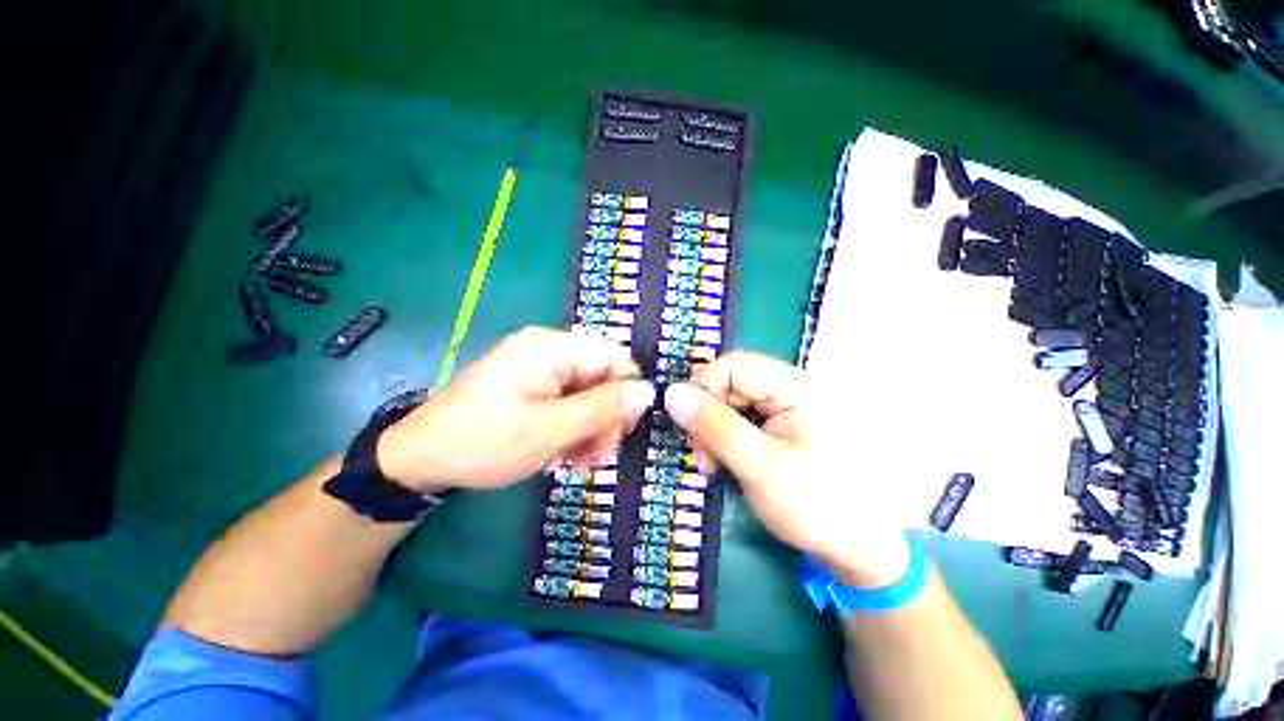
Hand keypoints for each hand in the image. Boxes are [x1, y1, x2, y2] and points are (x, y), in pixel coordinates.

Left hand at [376, 327, 655, 491]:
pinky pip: (568, 403)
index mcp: (552, 347)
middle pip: (601, 378)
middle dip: (605, 418)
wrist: (422, 458)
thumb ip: (603, 408)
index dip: (625, 393)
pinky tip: (564, 455)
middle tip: (597, 456)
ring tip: (578, 462)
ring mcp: (539, 368)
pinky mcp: (532, 386)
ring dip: (590, 429)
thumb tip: (648, 392)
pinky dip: (572, 429)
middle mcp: (549, 350)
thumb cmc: (485, 441)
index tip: (620, 432)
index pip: (614, 358)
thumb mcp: (551, 429)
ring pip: (587, 395)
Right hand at [663, 352, 910, 587]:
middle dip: (709, 415)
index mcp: (797, 388)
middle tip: (703, 456)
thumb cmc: (816, 506)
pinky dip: (729, 436)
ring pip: (735, 401)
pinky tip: (728, 461)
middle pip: (733, 382)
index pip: (734, 365)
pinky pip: (745, 417)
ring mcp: (791, 407)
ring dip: (716, 428)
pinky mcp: (787, 424)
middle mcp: (794, 388)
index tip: (689, 425)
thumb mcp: (758, 466)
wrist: (862, 550)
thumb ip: (714, 426)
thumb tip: (671, 393)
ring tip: (713, 464)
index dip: (704, 388)